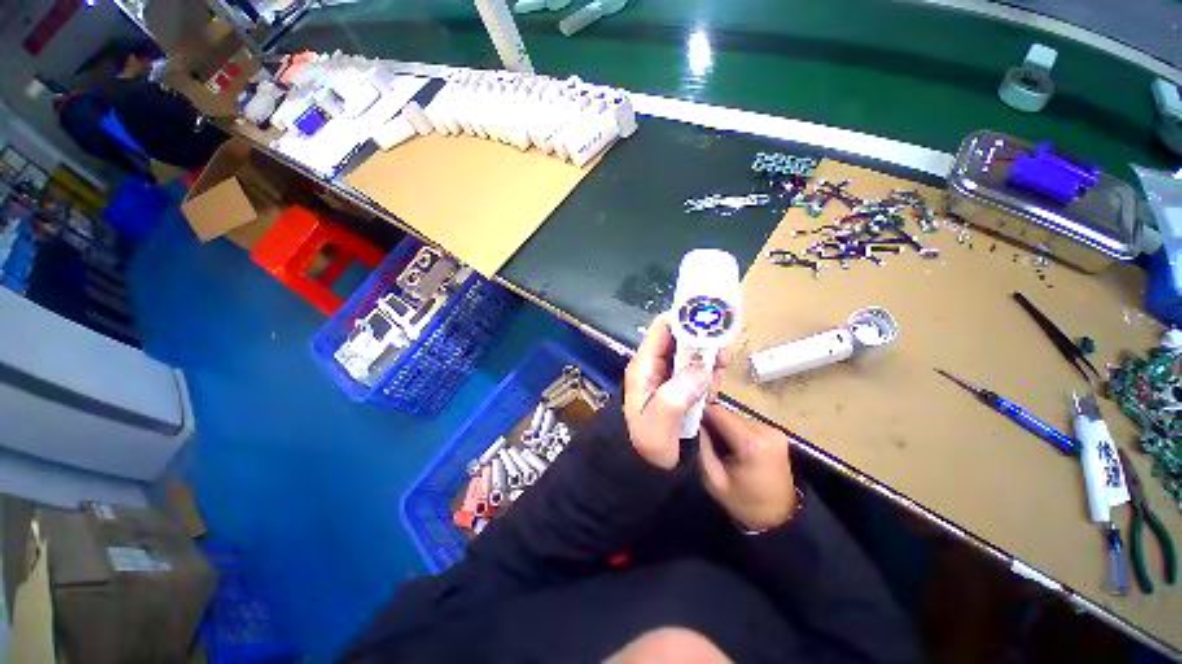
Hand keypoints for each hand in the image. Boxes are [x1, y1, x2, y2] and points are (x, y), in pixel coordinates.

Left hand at [624, 313, 725, 468]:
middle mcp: (656, 365)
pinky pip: (700, 370)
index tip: (711, 326)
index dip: (685, 320)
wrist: (652, 470)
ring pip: (693, 352)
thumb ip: (673, 399)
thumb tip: (700, 369)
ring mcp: (669, 375)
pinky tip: (714, 388)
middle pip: (681, 337)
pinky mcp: (682, 386)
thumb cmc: (650, 448)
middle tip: (722, 356)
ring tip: (718, 376)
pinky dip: (711, 373)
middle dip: (704, 341)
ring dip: (710, 358)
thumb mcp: (656, 429)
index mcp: (644, 367)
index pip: (662, 329)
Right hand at [698, 403, 797, 530]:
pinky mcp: (776, 432)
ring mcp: (774, 430)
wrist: (781, 518)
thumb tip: (693, 423)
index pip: (719, 412)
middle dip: (713, 422)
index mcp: (752, 443)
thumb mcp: (713, 480)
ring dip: (724, 426)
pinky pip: (746, 423)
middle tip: (701, 436)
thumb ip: (702, 448)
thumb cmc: (744, 502)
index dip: (701, 413)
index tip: (688, 421)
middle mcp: (766, 430)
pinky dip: (735, 429)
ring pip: (736, 416)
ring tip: (717, 443)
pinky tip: (732, 445)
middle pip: (728, 413)